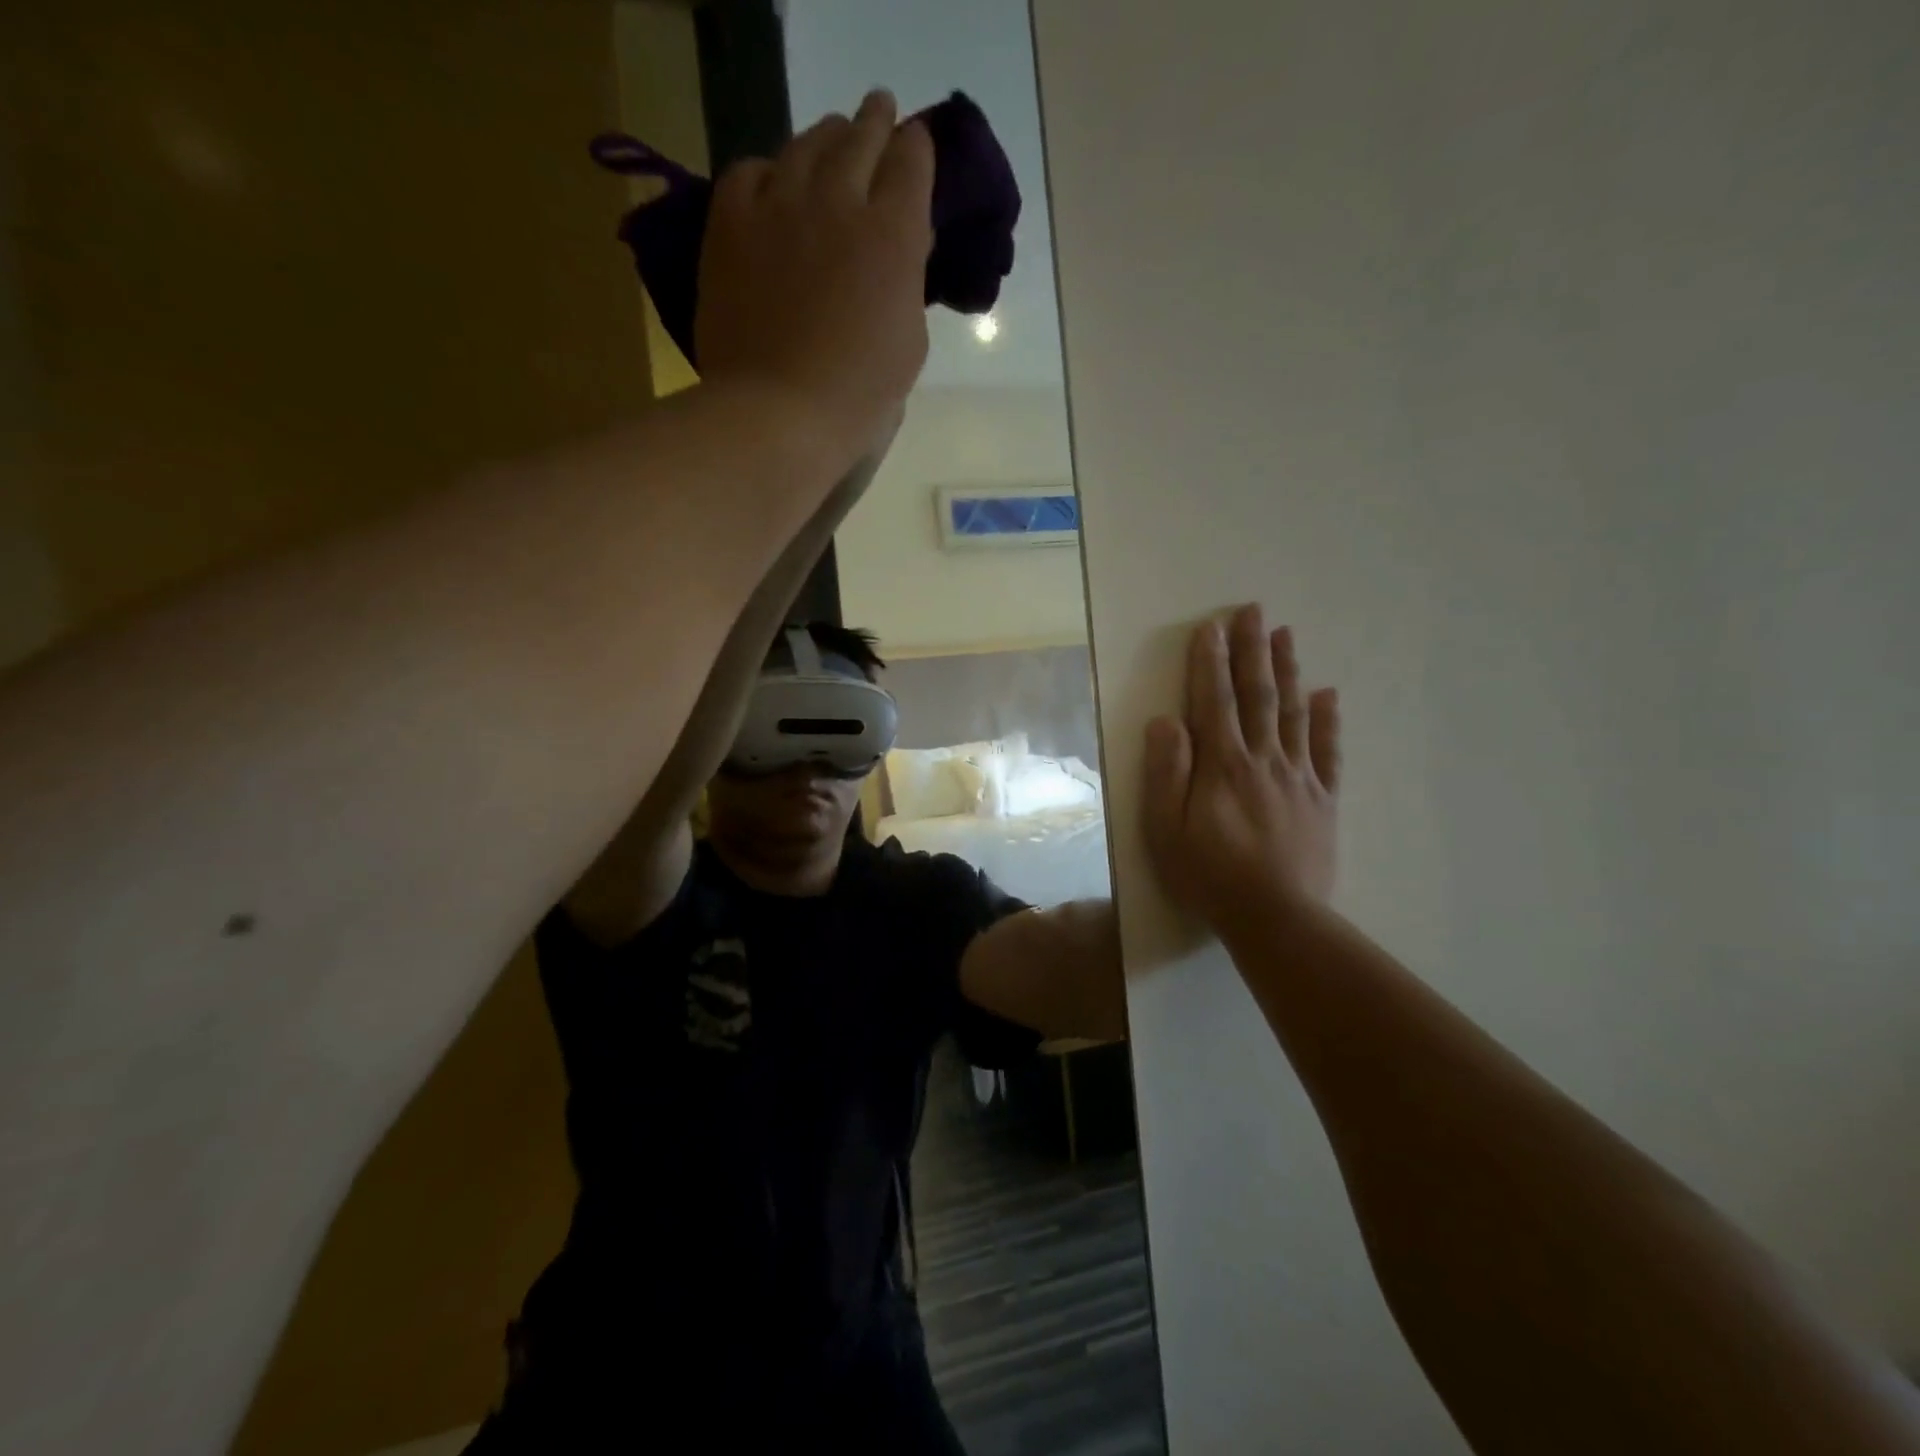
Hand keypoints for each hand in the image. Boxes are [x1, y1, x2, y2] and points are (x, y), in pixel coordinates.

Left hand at [694, 90, 934, 459]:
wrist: (778, 413)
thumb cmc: (858, 397)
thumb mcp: (909, 343)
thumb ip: (908, 281)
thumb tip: (904, 244)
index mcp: (894, 235)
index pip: (912, 162)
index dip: (917, 149)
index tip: (916, 148)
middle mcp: (839, 200)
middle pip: (862, 136)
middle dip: (876, 123)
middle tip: (879, 117)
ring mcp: (779, 204)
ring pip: (806, 143)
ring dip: (826, 137)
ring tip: (831, 140)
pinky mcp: (730, 221)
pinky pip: (750, 170)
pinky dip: (768, 170)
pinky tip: (773, 182)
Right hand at [1143, 606, 1341, 936]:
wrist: (1276, 918)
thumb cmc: (1209, 875)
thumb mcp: (1166, 829)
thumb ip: (1166, 772)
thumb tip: (1165, 720)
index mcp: (1222, 764)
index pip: (1214, 701)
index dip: (1211, 662)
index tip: (1210, 626)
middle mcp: (1263, 759)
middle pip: (1258, 695)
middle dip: (1252, 650)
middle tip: (1253, 610)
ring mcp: (1298, 777)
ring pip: (1293, 713)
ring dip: (1287, 671)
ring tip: (1285, 634)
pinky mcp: (1323, 800)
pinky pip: (1328, 752)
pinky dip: (1328, 721)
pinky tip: (1329, 695)